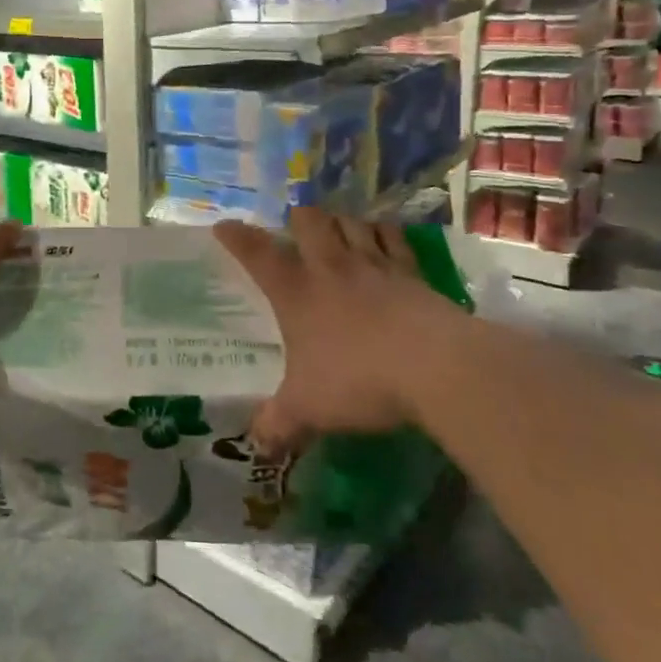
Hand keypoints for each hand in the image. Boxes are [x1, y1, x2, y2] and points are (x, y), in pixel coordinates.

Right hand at [215, 209, 461, 455]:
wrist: (436, 367)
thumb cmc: (358, 380)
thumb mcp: (308, 409)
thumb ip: (279, 423)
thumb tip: (257, 443)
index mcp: (296, 292)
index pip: (257, 254)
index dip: (237, 237)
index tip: (224, 226)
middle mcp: (331, 268)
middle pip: (309, 221)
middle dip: (299, 218)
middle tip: (296, 228)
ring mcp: (376, 266)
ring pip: (352, 222)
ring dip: (341, 221)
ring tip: (338, 228)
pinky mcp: (413, 275)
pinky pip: (395, 239)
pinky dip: (384, 233)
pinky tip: (384, 238)